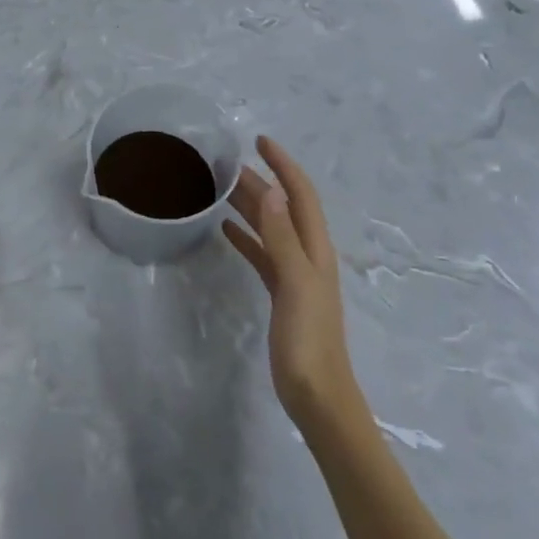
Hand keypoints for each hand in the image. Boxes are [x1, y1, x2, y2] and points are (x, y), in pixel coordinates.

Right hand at [224, 137, 357, 427]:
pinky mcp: (281, 294)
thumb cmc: (309, 340)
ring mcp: (294, 275)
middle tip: (225, 163)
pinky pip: (262, 254)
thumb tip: (269, 190)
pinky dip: (246, 237)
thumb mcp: (295, 283)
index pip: (300, 194)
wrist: (318, 397)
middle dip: (259, 180)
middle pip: (282, 207)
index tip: (260, 141)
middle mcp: (307, 255)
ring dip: (249, 205)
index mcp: (314, 249)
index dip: (283, 165)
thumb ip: (281, 238)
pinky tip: (225, 229)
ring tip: (220, 188)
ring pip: (270, 228)